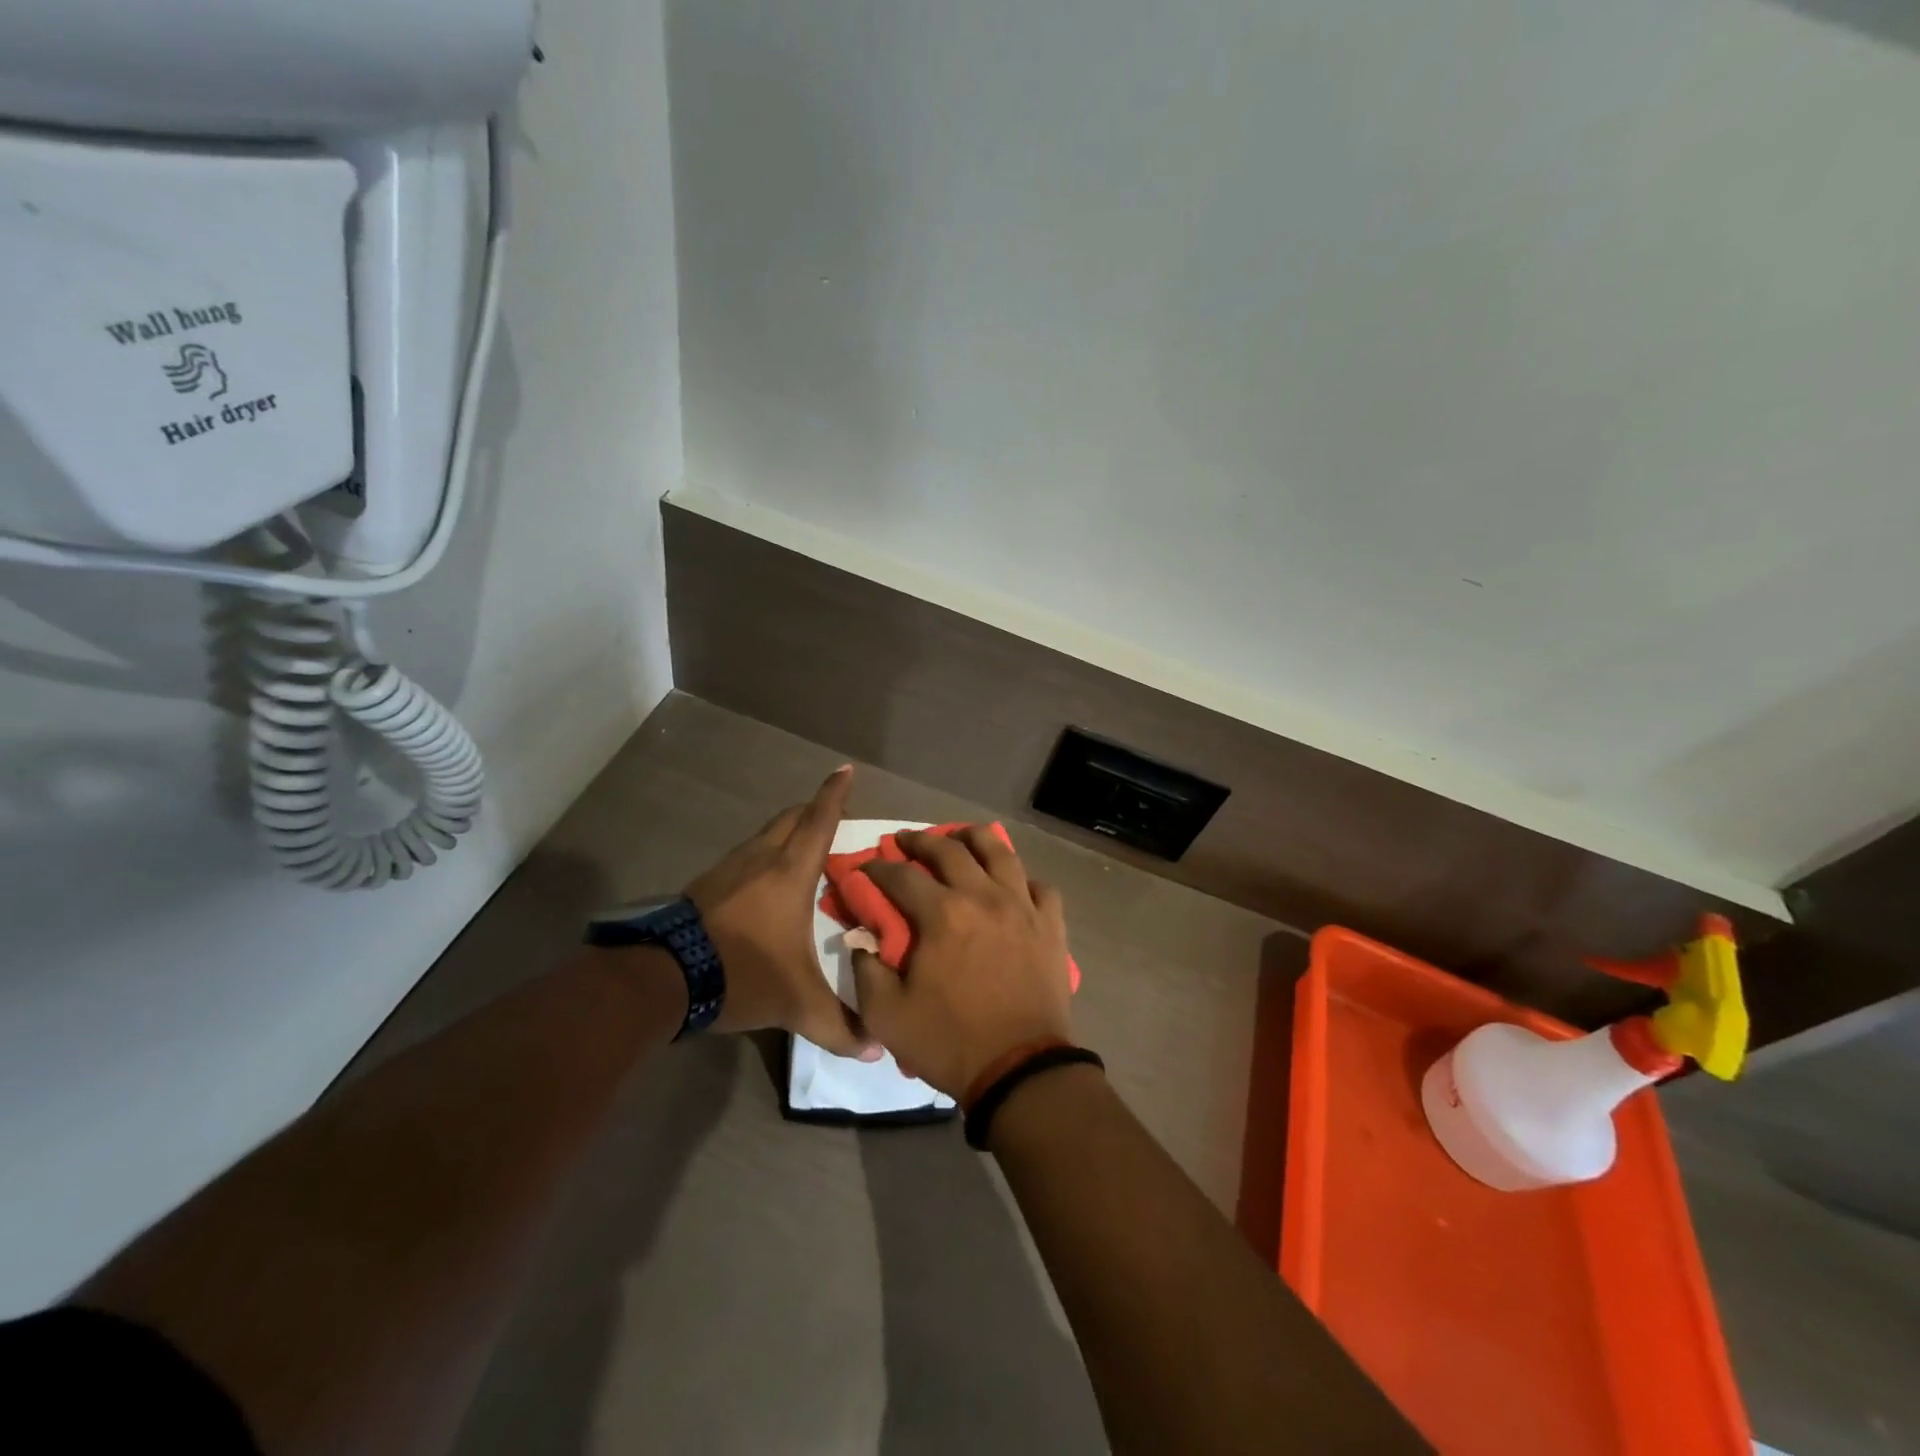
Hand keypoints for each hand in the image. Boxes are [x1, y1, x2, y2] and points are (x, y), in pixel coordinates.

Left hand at [687, 765, 880, 1059]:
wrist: (663, 978)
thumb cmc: (741, 973)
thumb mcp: (796, 1004)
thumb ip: (838, 1026)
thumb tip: (875, 1051)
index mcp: (790, 873)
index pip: (819, 821)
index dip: (835, 793)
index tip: (845, 768)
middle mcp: (760, 859)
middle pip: (790, 818)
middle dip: (813, 809)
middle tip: (832, 816)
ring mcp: (728, 869)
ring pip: (764, 835)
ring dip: (785, 833)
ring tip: (802, 852)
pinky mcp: (705, 885)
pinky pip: (744, 856)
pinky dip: (762, 856)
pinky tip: (763, 884)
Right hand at [850, 826, 1074, 1097]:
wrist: (1020, 1070)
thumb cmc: (950, 1042)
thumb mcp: (886, 1015)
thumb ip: (866, 969)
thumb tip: (862, 939)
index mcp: (942, 914)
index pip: (900, 875)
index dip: (877, 869)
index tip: (864, 869)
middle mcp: (983, 896)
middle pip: (950, 849)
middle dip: (921, 840)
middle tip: (905, 841)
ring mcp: (1023, 907)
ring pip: (1000, 852)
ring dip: (974, 838)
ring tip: (961, 838)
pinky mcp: (1051, 925)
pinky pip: (1040, 887)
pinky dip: (1023, 880)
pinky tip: (1012, 886)